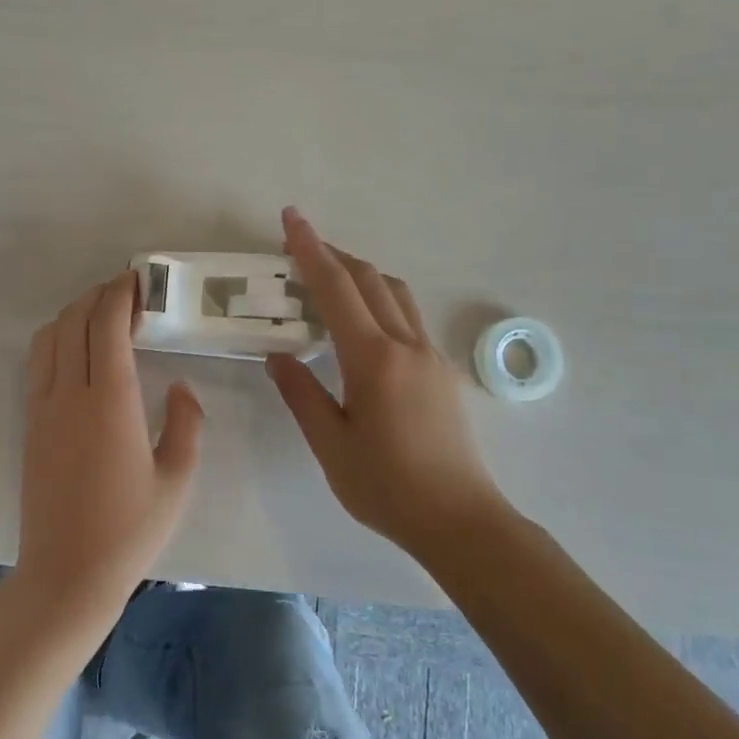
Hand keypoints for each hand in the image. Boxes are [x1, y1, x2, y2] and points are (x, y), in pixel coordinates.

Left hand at [18, 270, 203, 624]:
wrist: (67, 573)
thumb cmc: (130, 530)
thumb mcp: (177, 479)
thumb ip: (185, 423)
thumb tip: (180, 387)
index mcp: (111, 402)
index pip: (107, 325)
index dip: (120, 294)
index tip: (139, 280)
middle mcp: (70, 394)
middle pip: (74, 321)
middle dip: (99, 295)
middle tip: (127, 291)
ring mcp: (43, 408)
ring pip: (49, 338)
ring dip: (74, 314)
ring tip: (103, 316)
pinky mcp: (30, 424)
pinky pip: (38, 364)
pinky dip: (57, 340)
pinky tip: (79, 352)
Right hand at [265, 208, 515, 558]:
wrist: (459, 519)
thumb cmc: (387, 487)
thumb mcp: (330, 444)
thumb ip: (302, 393)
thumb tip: (279, 356)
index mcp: (373, 359)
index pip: (336, 288)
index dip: (310, 249)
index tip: (291, 218)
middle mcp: (406, 345)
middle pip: (370, 279)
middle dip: (333, 254)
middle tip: (299, 247)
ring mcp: (430, 356)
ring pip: (395, 293)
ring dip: (361, 274)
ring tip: (328, 279)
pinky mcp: (441, 372)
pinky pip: (407, 317)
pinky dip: (379, 300)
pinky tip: (361, 325)